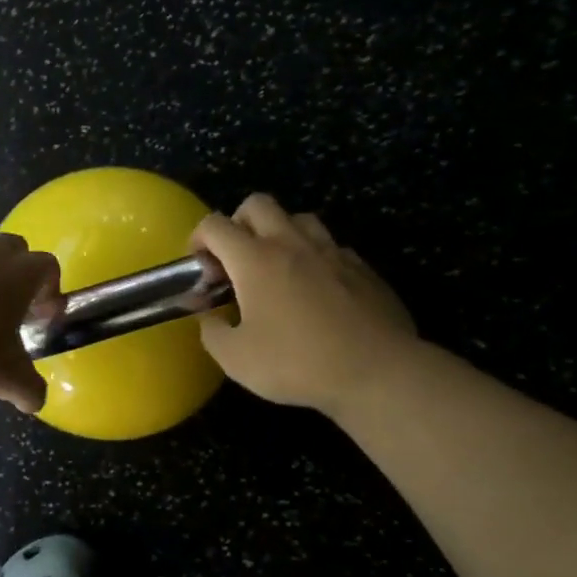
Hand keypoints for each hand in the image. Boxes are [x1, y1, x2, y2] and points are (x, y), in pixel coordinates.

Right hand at [192, 194, 417, 413]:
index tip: (201, 268)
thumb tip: (209, 317)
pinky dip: (314, 257)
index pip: (215, 225)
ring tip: (277, 268)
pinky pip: (330, 246)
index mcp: (255, 260)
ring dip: (280, 233)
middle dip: (238, 223)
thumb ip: (212, 332)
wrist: (377, 372)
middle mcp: (291, 243)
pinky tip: (316, 289)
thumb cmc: (298, 363)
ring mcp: (331, 251)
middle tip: (237, 260)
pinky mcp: (362, 267)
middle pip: (257, 204)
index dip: (198, 239)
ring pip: (298, 218)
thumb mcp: (236, 360)